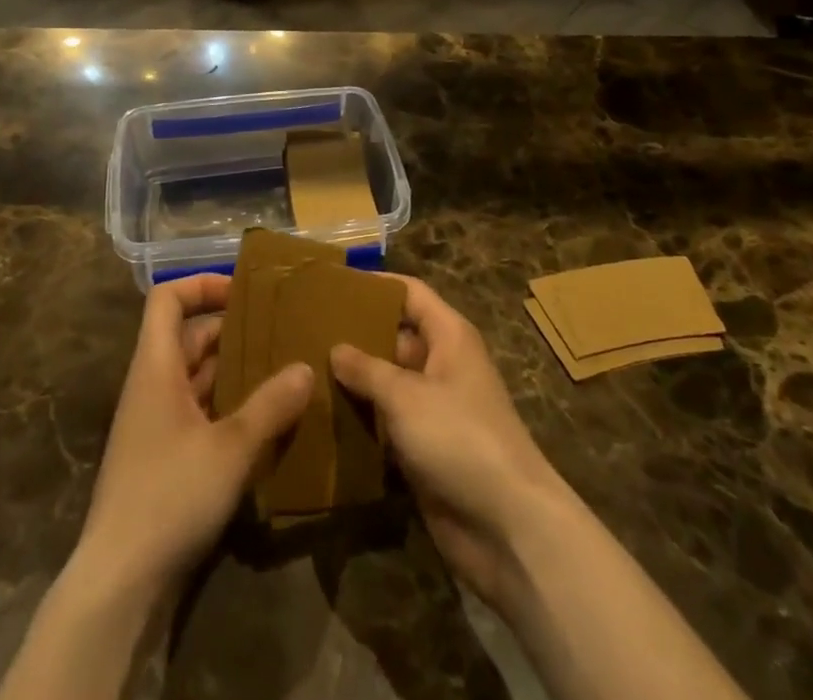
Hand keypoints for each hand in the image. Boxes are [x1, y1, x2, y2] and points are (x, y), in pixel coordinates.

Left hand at [76, 274, 313, 597]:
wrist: (118, 584)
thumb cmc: (170, 496)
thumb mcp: (231, 448)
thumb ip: (270, 405)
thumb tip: (306, 367)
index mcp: (156, 367)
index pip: (167, 299)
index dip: (201, 284)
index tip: (244, 291)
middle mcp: (151, 386)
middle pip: (188, 337)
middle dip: (232, 329)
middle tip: (279, 332)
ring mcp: (155, 424)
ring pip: (196, 377)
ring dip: (234, 370)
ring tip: (281, 370)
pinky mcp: (163, 458)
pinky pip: (197, 412)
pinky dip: (227, 406)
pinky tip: (263, 422)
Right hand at [332, 277, 568, 611]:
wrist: (508, 527)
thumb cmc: (460, 438)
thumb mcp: (406, 396)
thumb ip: (367, 369)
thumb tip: (335, 348)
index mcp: (449, 336)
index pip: (410, 293)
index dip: (376, 285)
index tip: (333, 284)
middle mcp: (442, 365)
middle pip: (395, 336)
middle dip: (356, 335)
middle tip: (305, 331)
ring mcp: (434, 409)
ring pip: (387, 382)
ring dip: (354, 381)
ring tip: (304, 371)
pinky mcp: (424, 449)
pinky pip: (387, 423)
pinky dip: (361, 420)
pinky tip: (322, 417)